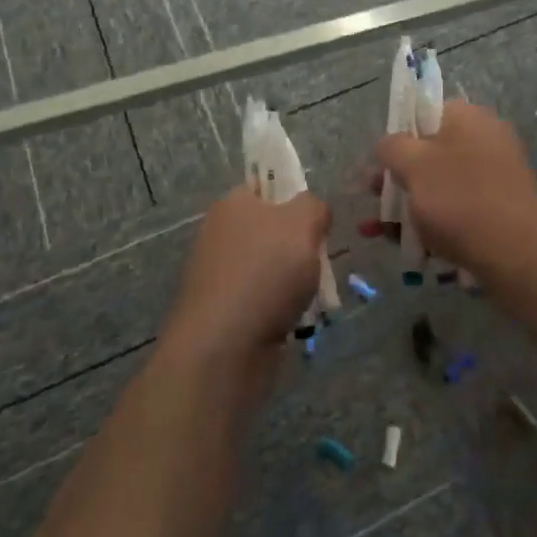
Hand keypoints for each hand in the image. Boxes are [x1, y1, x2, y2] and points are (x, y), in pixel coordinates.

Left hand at [162, 188, 331, 362]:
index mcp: (232, 204)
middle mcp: (220, 233)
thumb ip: (314, 206)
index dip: (294, 201)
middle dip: (299, 247)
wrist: (223, 348)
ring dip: (292, 282)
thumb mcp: (304, 223)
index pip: (266, 188)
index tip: (315, 223)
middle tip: (318, 262)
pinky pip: (261, 300)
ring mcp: (218, 274)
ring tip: (312, 297)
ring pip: (269, 268)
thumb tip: (312, 212)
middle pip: (271, 230)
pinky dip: (279, 309)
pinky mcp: (221, 312)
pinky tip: (294, 321)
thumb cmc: (266, 273)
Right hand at [374, 101, 536, 281]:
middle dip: (399, 177)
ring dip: (412, 204)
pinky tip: (412, 246)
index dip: (398, 136)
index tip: (381, 164)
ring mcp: (497, 174)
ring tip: (382, 232)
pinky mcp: (501, 206)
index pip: (425, 113)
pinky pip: (460, 207)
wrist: (518, 254)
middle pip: (431, 151)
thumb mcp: (413, 166)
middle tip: (374, 200)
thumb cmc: (459, 199)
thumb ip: (392, 147)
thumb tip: (388, 144)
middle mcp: (486, 138)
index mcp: (468, 117)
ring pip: (443, 184)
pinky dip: (436, 222)